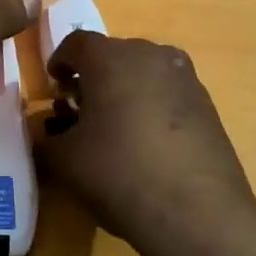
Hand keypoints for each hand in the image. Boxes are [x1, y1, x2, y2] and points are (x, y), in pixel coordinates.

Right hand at [36, 33, 255, 255]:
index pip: (76, 43)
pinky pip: (169, 92)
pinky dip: (153, 106)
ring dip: (126, 89)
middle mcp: (150, 54)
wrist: (196, 212)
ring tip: (116, 127)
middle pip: (113, 54)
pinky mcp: (208, 104)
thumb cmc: (118, 173)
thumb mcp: (64, 160)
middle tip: (81, 109)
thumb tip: (49, 131)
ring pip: (144, 72)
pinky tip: (148, 143)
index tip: (54, 87)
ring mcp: (185, 77)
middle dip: (93, 77)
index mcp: (110, 58)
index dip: (59, 62)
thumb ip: (47, 137)